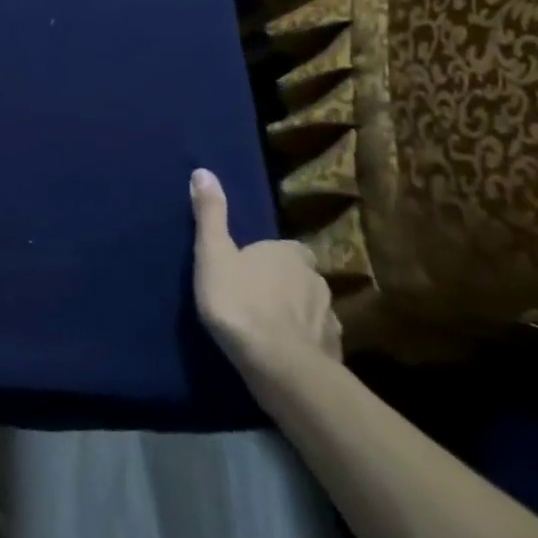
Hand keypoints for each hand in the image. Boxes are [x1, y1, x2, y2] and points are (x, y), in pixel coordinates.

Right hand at [190, 168, 341, 380]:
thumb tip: (203, 171)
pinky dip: (304, 344)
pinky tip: (285, 354)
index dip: (270, 257)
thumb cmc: (241, 301)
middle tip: (255, 298)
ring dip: (295, 316)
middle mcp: (316, 280)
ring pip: (311, 310)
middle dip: (284, 285)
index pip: (286, 248)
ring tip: (269, 329)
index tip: (250, 268)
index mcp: (289, 253)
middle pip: (300, 277)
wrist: (279, 366)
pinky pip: (317, 341)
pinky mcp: (333, 352)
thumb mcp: (213, 253)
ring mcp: (329, 318)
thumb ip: (210, 215)